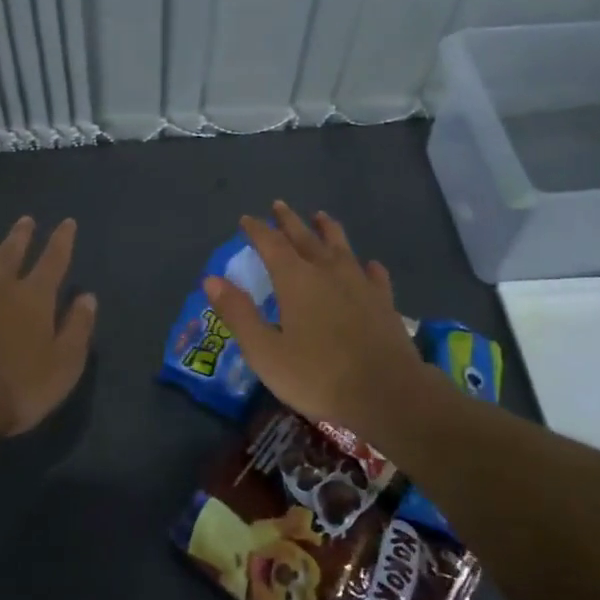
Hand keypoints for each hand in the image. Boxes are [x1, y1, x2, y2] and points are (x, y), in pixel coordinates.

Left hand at [0, 216, 97, 435]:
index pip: (53, 260)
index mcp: (34, 297)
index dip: (62, 240)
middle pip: (11, 253)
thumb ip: (78, 328)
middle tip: (25, 220)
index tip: (67, 222)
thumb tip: (88, 297)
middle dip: (21, 236)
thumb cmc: (18, 387)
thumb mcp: (64, 364)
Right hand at [203, 202, 433, 433]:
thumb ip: (239, 314)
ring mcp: (360, 284)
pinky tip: (369, 265)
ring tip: (322, 216)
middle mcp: (328, 272)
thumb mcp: (265, 351)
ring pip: (341, 247)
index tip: (246, 219)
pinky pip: (374, 275)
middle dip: (289, 221)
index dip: (257, 230)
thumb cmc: (318, 375)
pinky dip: (367, 266)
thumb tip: (211, 279)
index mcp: (296, 280)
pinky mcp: (384, 302)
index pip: (271, 244)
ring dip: (328, 230)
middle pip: (305, 237)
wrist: (388, 393)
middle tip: (279, 205)